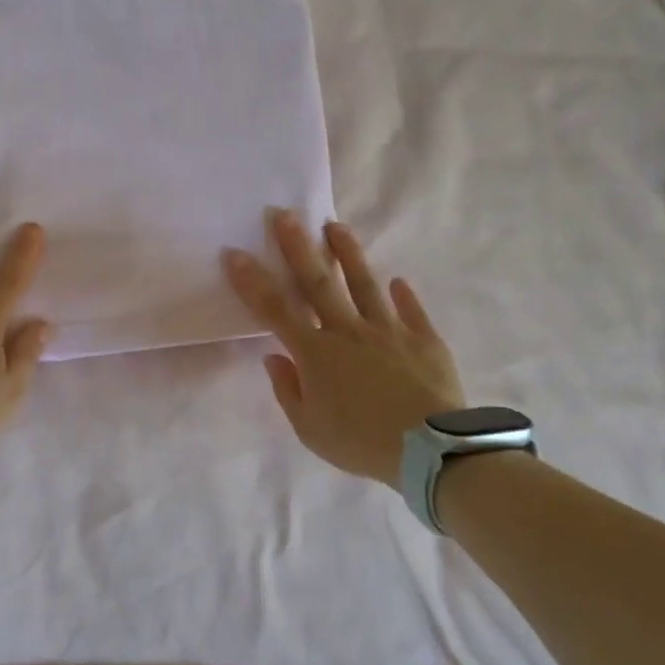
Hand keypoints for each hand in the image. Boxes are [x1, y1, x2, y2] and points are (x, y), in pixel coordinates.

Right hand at [225, 211, 464, 484]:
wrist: (429, 450)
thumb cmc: (361, 442)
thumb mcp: (310, 429)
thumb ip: (288, 390)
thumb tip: (273, 357)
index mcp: (316, 353)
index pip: (275, 310)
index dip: (252, 281)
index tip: (235, 252)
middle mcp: (348, 331)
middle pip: (318, 282)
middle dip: (297, 246)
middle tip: (284, 214)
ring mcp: (389, 330)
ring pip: (364, 284)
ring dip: (348, 253)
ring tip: (335, 226)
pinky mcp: (424, 338)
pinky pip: (411, 310)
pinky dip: (403, 295)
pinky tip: (398, 282)